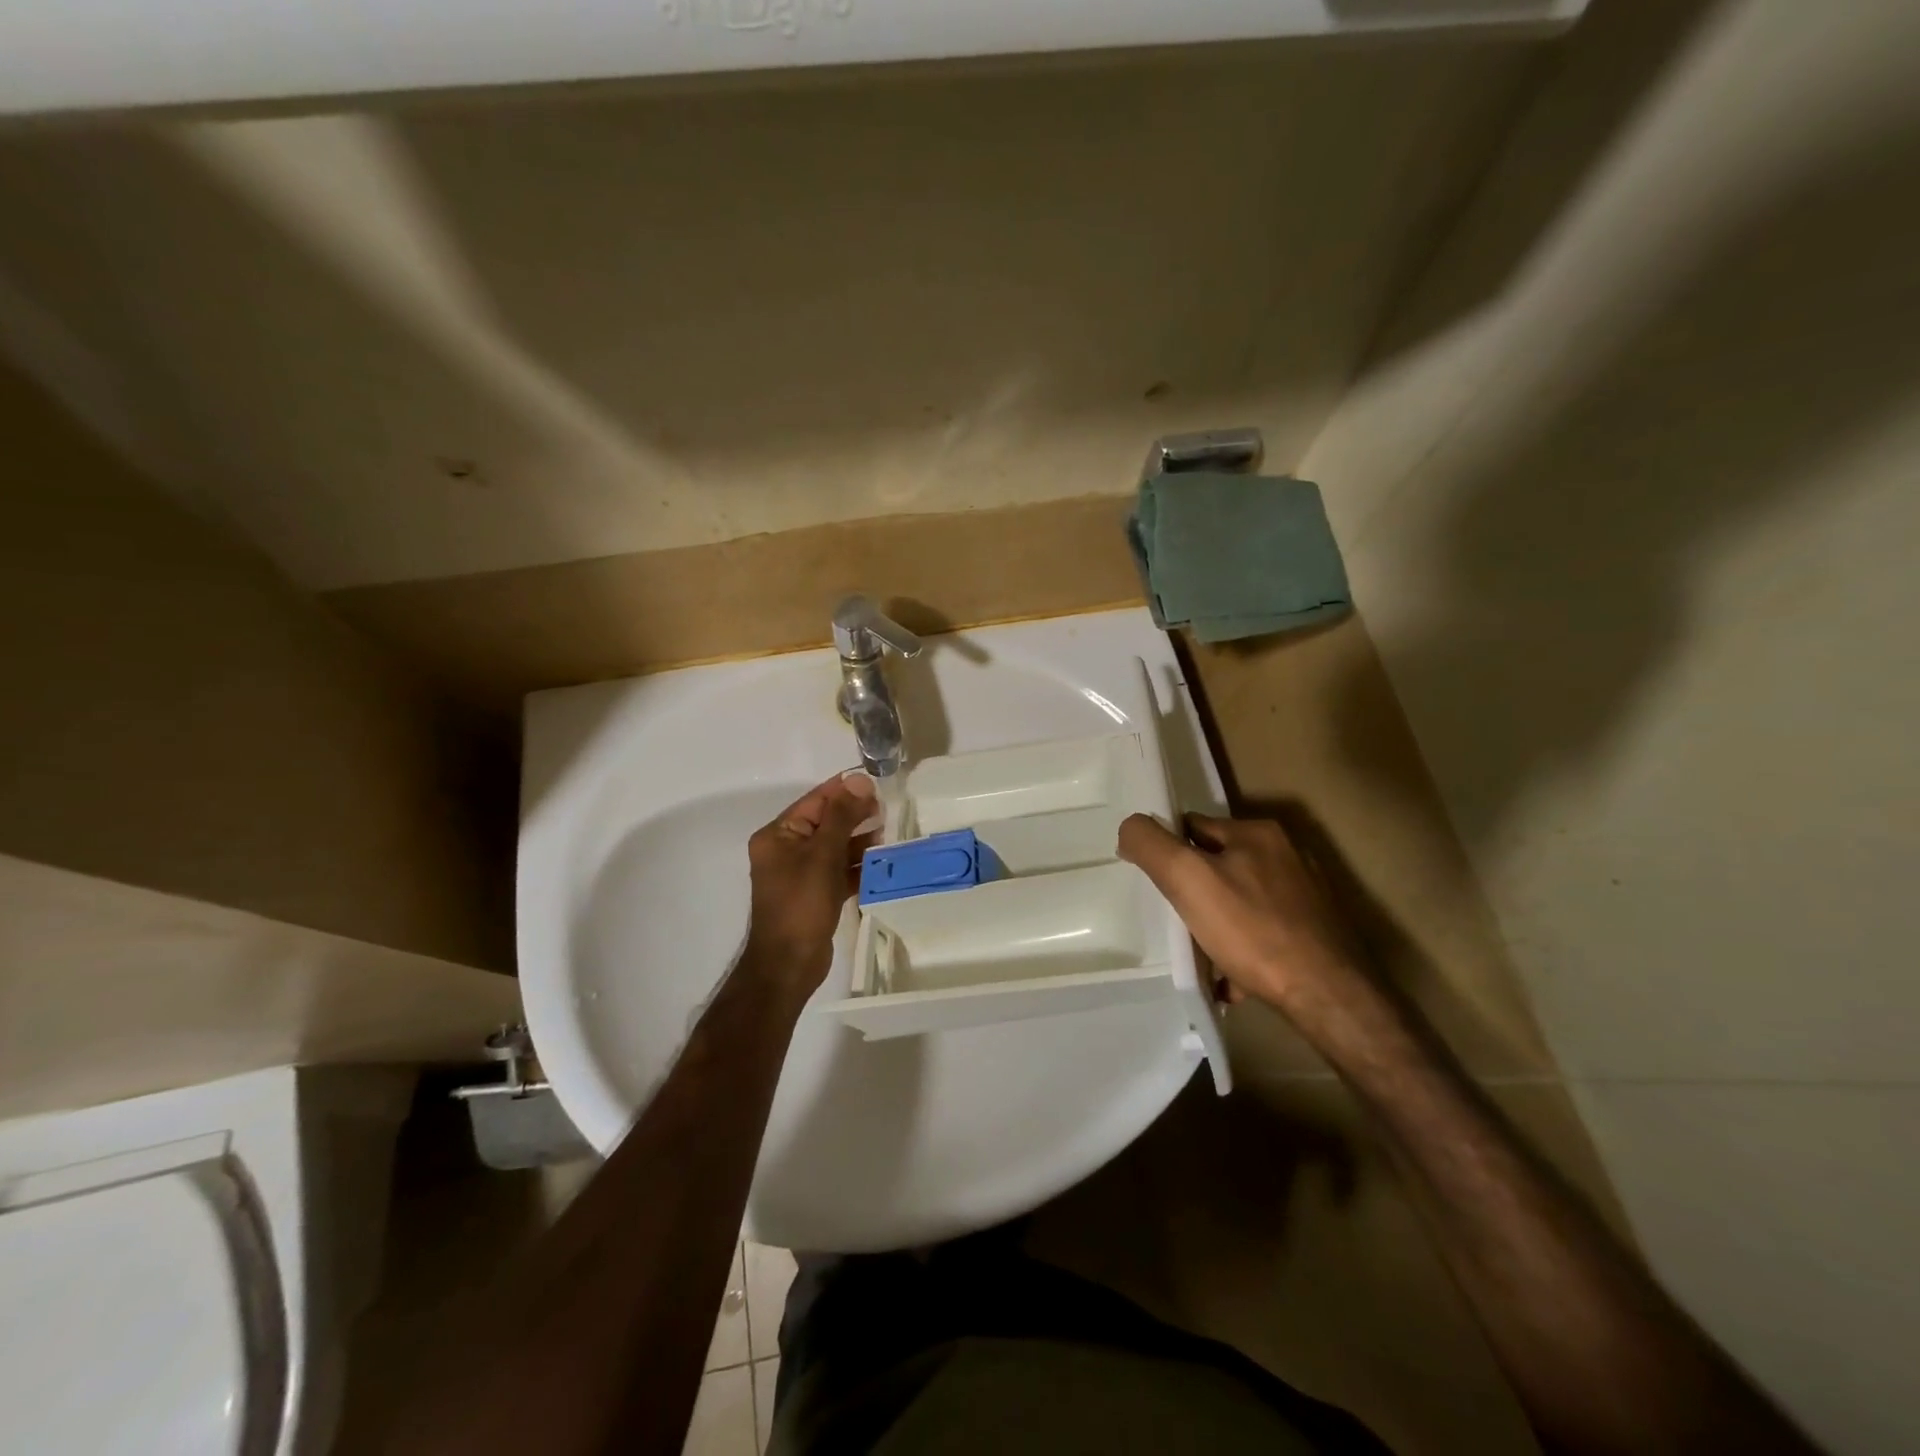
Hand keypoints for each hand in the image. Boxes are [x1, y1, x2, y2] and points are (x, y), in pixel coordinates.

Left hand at [742, 772, 879, 990]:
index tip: (877, 784)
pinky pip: (838, 871)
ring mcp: (800, 874)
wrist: (789, 965)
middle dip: (855, 816)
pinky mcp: (815, 894)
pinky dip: (857, 866)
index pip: (815, 801)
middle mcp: (786, 850)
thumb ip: (841, 816)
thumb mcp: (822, 855)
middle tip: (887, 810)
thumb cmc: (801, 904)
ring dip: (859, 841)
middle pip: (826, 823)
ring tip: (888, 835)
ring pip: (835, 848)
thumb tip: (858, 779)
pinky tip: (882, 862)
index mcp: (778, 835)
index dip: (844, 791)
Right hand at [1117, 811, 1371, 1024]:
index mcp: (1257, 833)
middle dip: (1194, 893)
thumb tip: (1129, 828)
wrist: (1327, 996)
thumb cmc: (1252, 931)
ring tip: (1201, 955)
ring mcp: (1304, 896)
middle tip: (1176, 922)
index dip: (1168, 852)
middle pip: (1217, 866)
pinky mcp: (1314, 932)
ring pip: (1240, 902)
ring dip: (1217, 925)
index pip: (1193, 827)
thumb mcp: (1187, 878)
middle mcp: (1286, 856)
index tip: (1156, 885)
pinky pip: (1262, 934)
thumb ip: (1151, 845)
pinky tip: (1231, 978)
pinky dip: (1242, 951)